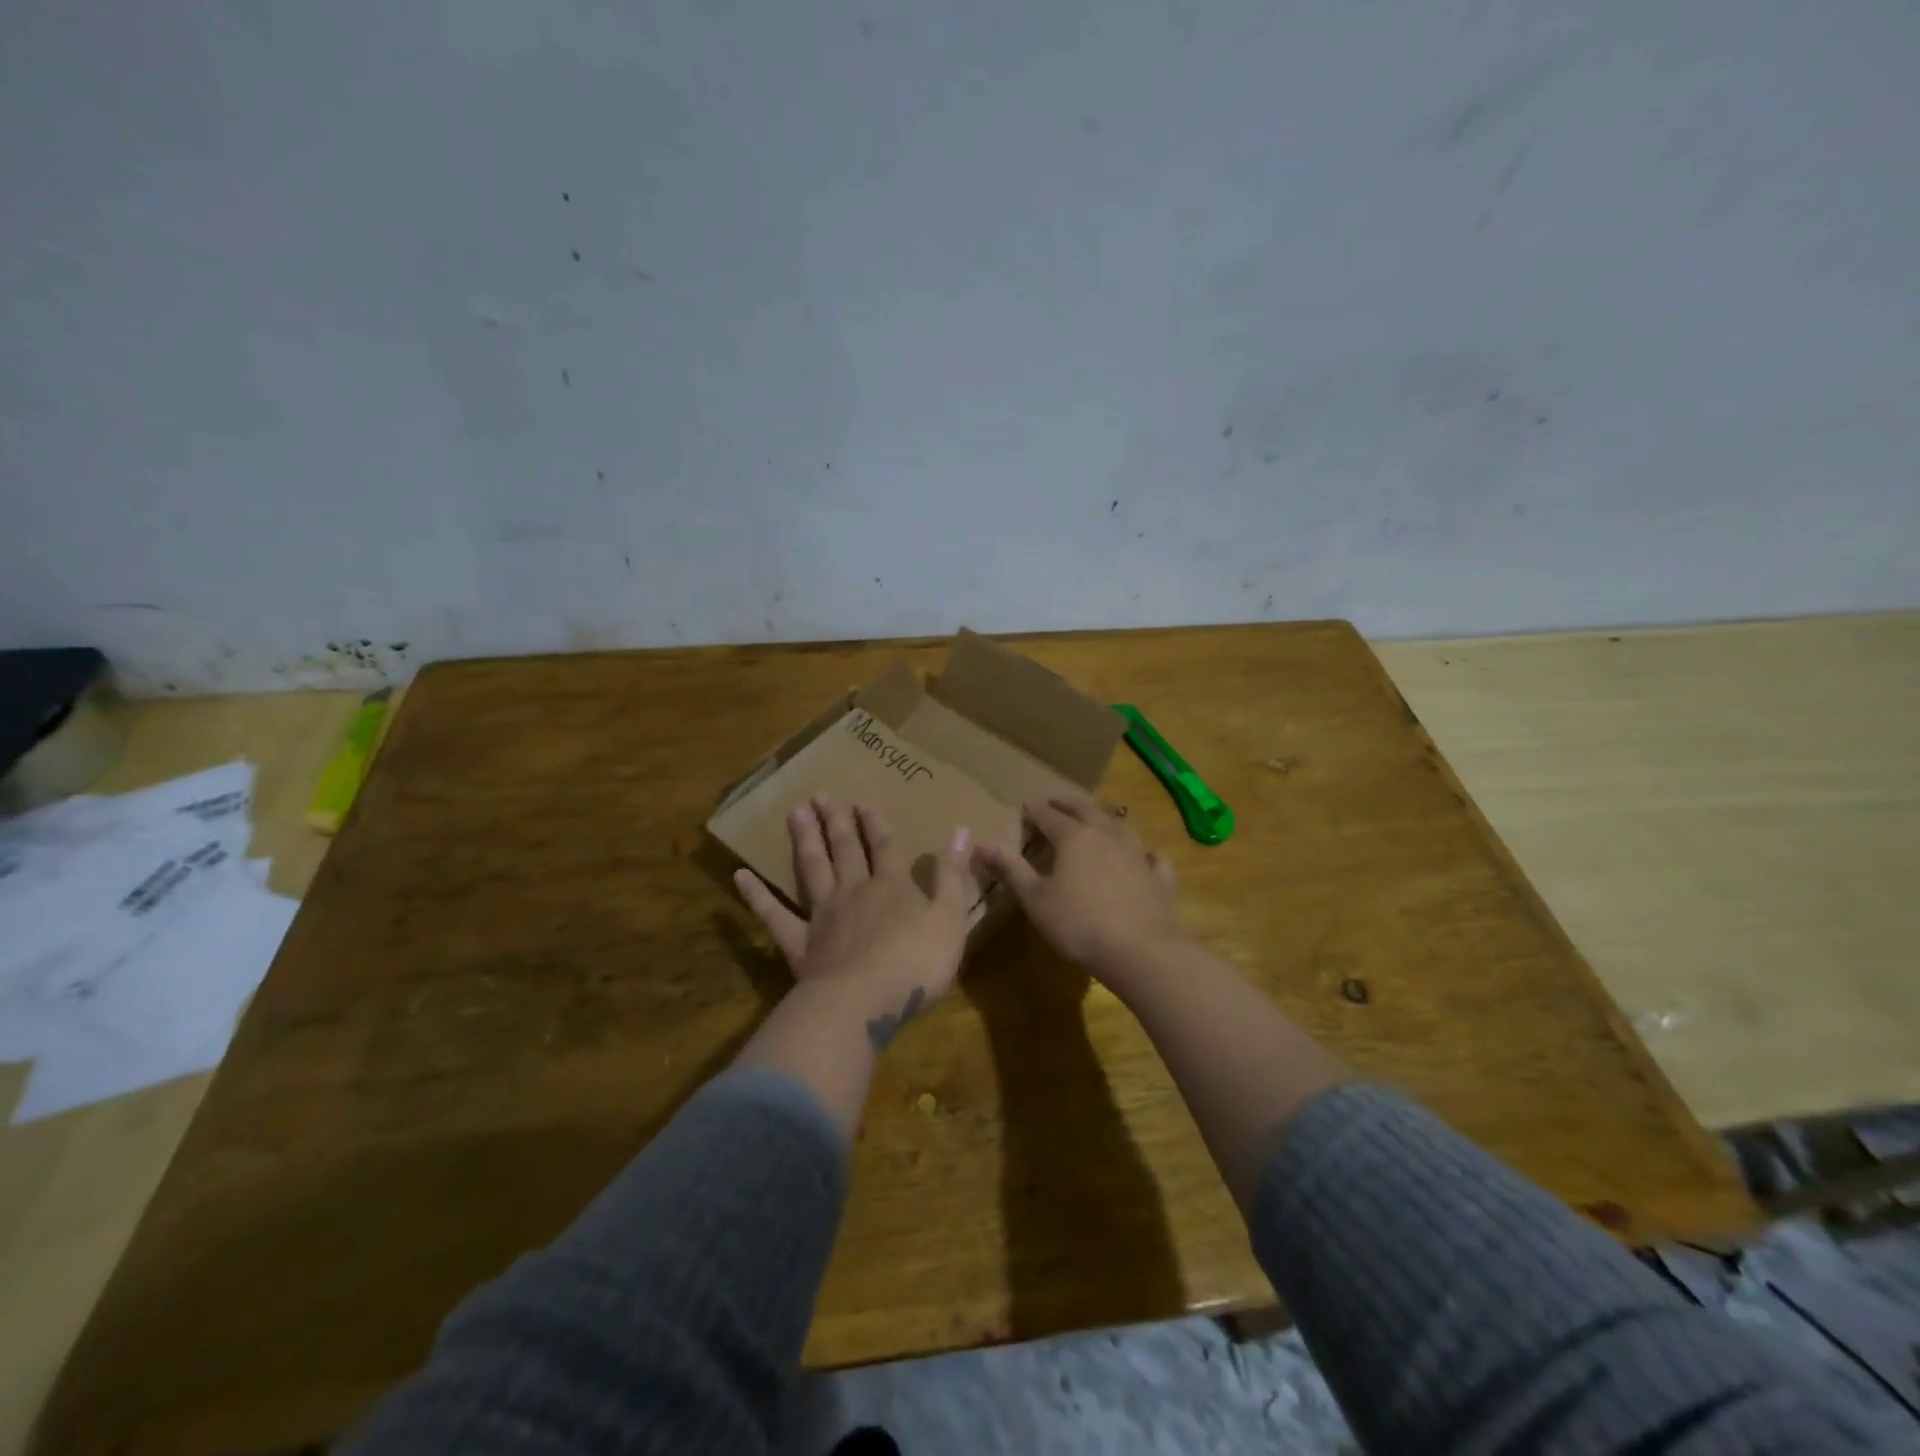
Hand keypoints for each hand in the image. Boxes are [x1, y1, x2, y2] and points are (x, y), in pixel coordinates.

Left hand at [735, 795, 972, 1048]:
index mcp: (891, 887)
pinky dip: (756, 895)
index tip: (863, 802)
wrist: (862, 1004)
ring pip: (812, 870)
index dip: (876, 824)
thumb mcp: (949, 919)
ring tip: (795, 813)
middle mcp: (854, 892)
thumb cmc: (914, 964)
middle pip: (844, 851)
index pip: (884, 847)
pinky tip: (740, 876)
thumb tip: (961, 830)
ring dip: (805, 841)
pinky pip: (774, 915)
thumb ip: (952, 876)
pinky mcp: (798, 945)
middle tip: (821, 796)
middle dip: (836, 823)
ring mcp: (822, 916)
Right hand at [974, 791, 1183, 981]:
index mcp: (1074, 837)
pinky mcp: (1159, 876)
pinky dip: (1145, 852)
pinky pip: (1152, 856)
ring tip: (1096, 818)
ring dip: (1104, 818)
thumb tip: (982, 844)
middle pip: (1086, 809)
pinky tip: (1147, 854)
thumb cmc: (1079, 925)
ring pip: (1120, 825)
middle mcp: (1107, 835)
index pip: (1049, 814)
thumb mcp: (1035, 899)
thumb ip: (1011, 870)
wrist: (1141, 951)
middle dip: (1068, 803)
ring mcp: (1138, 853)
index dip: (1035, 809)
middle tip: (1056, 800)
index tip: (1025, 806)